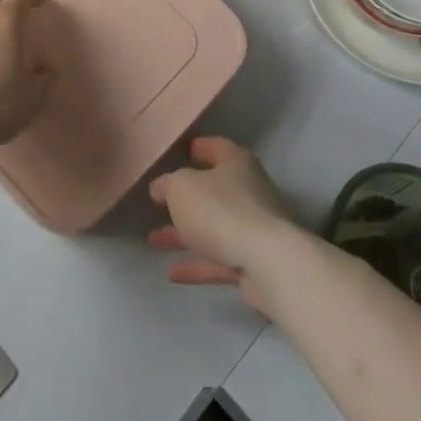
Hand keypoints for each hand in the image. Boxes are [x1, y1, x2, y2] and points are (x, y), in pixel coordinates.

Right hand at [149, 138, 300, 306]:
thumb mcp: (181, 188)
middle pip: (213, 190)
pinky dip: (197, 264)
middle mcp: (248, 191)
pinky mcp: (254, 263)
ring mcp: (253, 229)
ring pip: (213, 227)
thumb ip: (167, 185)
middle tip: (160, 202)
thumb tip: (160, 187)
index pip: (215, 147)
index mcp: (236, 163)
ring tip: (154, 240)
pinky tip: (171, 273)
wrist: (267, 263)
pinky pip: (219, 259)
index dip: (198, 147)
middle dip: (186, 198)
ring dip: (185, 234)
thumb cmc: (220, 210)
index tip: (182, 151)